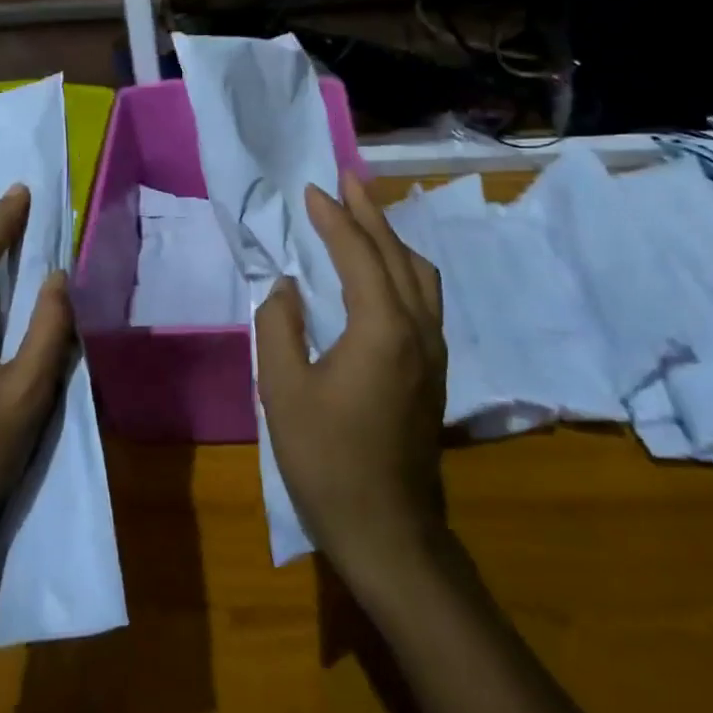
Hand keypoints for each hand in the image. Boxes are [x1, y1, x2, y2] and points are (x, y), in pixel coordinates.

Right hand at [256, 172, 448, 588]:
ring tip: (366, 217)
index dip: (334, 218)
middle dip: (370, 213)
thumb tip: (287, 288)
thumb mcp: (283, 391)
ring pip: (419, 275)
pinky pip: (423, 298)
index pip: (358, 253)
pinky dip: (402, 268)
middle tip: (347, 180)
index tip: (312, 190)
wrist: (389, 532)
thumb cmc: (328, 461)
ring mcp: (433, 351)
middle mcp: (417, 328)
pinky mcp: (434, 371)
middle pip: (397, 253)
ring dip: (392, 238)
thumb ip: (279, 327)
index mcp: (382, 328)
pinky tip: (385, 274)